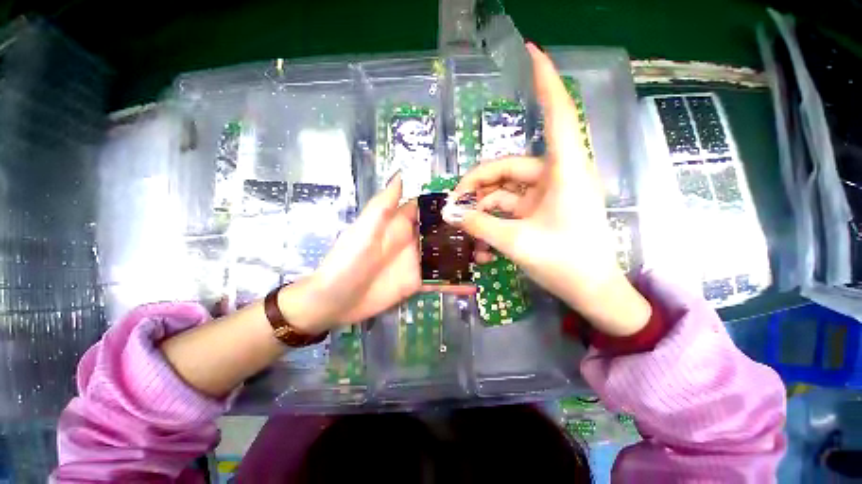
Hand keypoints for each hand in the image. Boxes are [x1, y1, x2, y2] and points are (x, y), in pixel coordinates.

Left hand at [287, 173, 473, 333]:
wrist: (333, 301)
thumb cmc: (346, 262)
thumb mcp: (364, 230)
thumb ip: (383, 205)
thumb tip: (402, 174)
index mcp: (399, 224)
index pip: (427, 208)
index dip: (448, 203)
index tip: (474, 201)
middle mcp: (411, 241)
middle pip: (442, 232)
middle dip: (464, 231)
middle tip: (490, 231)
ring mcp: (416, 263)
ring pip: (445, 256)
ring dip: (464, 256)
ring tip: (489, 255)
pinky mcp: (416, 283)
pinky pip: (439, 281)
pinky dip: (455, 283)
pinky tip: (474, 285)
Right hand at [445, 43, 649, 336]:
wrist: (591, 291)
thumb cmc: (566, 263)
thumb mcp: (517, 242)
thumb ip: (481, 225)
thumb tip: (451, 214)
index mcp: (564, 172)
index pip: (557, 115)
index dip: (545, 82)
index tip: (532, 53)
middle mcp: (555, 176)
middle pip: (507, 167)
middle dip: (477, 184)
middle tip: (454, 203)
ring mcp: (546, 195)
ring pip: (504, 190)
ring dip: (482, 207)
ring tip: (464, 226)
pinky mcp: (540, 210)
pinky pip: (509, 208)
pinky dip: (493, 219)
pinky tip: (480, 239)